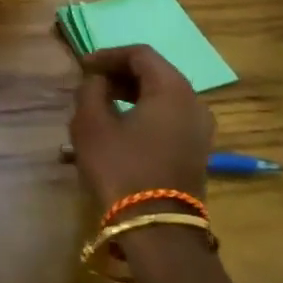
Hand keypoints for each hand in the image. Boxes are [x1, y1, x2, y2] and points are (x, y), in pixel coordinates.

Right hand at [68, 45, 215, 213]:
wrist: (157, 228)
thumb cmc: (121, 169)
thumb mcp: (91, 125)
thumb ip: (90, 91)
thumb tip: (97, 81)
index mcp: (172, 88)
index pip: (140, 54)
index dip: (108, 55)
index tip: (82, 66)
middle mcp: (194, 102)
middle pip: (155, 74)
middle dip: (120, 75)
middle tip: (90, 84)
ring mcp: (200, 129)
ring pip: (162, 98)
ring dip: (130, 96)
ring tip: (99, 107)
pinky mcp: (196, 151)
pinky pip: (168, 119)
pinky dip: (143, 115)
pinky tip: (118, 130)